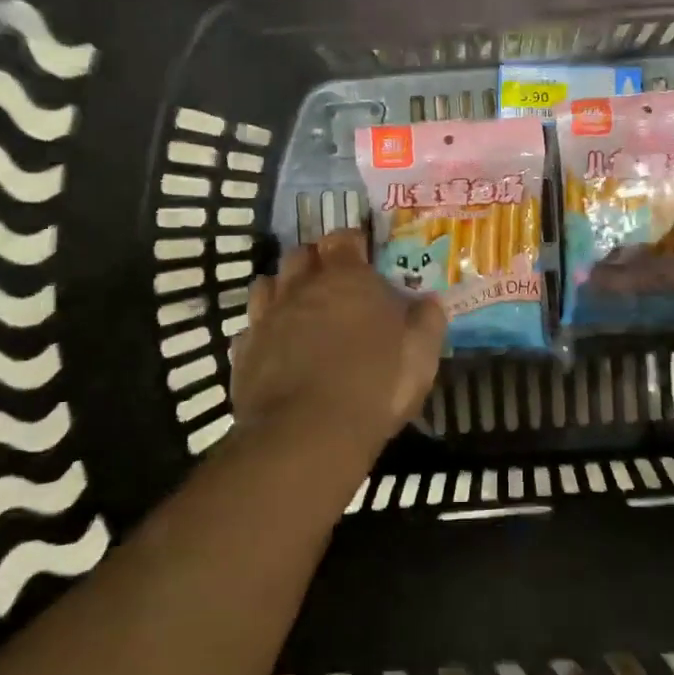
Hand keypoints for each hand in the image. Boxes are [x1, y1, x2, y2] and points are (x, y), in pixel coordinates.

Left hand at [232, 230, 446, 458]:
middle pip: (301, 255)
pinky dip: (264, 330)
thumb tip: (429, 301)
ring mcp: (267, 318)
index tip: (365, 255)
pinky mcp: (244, 352)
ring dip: (284, 289)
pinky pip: (251, 327)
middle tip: (334, 282)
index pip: (344, 239)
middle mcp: (301, 288)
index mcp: (347, 279)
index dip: (353, 243)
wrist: (307, 435)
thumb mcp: (420, 356)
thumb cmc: (374, 386)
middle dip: (316, 261)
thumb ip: (427, 322)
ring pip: (268, 285)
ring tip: (302, 309)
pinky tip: (277, 347)